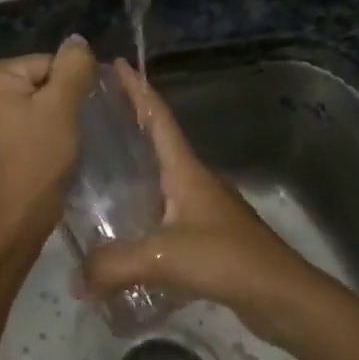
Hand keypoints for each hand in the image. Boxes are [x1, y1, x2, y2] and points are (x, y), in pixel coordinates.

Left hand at [0, 36, 98, 233]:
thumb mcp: (62, 107)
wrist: (14, 218)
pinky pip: (10, 118)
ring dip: (41, 115)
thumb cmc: (39, 158)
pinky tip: (34, 148)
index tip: (70, 118)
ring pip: (22, 100)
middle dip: (51, 101)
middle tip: (60, 132)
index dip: (65, 89)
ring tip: (49, 142)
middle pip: (31, 80)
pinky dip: (26, 128)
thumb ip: (73, 66)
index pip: (43, 64)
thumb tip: (77, 40)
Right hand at [80, 60, 344, 345]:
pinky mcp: (208, 239)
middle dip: (129, 127)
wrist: (282, 295)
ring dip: (134, 176)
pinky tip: (123, 237)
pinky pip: (166, 219)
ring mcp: (205, 210)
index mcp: (186, 171)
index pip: (158, 118)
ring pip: (160, 184)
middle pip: (157, 145)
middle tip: (92, 120)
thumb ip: (113, 265)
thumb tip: (76, 280)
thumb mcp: (163, 257)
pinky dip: (143, 219)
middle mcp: (195, 182)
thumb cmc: (226, 259)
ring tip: (97, 178)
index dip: (137, 89)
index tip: (116, 63)